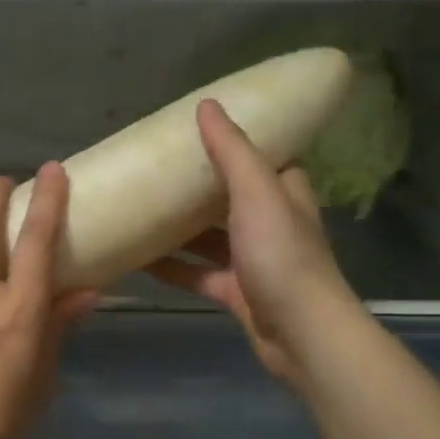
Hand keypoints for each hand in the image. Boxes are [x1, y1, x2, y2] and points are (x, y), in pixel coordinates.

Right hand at [146, 99, 356, 386]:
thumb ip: (232, 151)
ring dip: (180, 228)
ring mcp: (253, 260)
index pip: (262, 157)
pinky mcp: (236, 293)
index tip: (197, 130)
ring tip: (139, 209)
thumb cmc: (281, 256)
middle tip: (157, 169)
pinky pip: (198, 274)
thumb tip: (207, 105)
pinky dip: (174, 267)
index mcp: (283, 192)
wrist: (300, 333)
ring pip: (210, 237)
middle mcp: (271, 223)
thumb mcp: (257, 193)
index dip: (234, 142)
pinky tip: (140, 259)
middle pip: (230, 196)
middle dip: (197, 185)